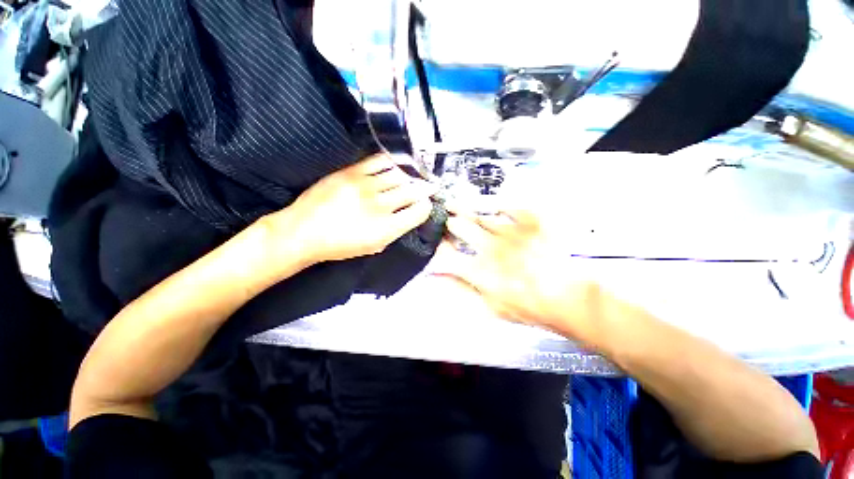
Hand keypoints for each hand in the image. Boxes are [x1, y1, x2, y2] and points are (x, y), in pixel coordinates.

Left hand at [275, 155, 436, 263]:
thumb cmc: (339, 246)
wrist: (303, 231)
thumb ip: (394, 231)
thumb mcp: (373, 247)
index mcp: (387, 229)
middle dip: (424, 189)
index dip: (426, 207)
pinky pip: (380, 162)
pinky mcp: (352, 172)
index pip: (419, 211)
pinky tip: (398, 164)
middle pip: (413, 191)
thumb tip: (408, 215)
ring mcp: (366, 186)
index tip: (426, 204)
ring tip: (416, 175)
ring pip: (400, 176)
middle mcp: (381, 206)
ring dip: (411, 176)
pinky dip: (393, 162)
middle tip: (429, 186)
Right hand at [437, 204, 609, 344]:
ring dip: (463, 209)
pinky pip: (508, 206)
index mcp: (479, 270)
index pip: (446, 254)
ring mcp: (511, 231)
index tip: (437, 246)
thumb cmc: (527, 307)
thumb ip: (460, 289)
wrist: (568, 298)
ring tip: (454, 205)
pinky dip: (498, 207)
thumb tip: (436, 277)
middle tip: (447, 222)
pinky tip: (493, 209)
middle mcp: (491, 247)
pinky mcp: (531, 221)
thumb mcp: (488, 307)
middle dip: (449, 224)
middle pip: (458, 226)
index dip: (436, 248)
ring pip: (479, 214)